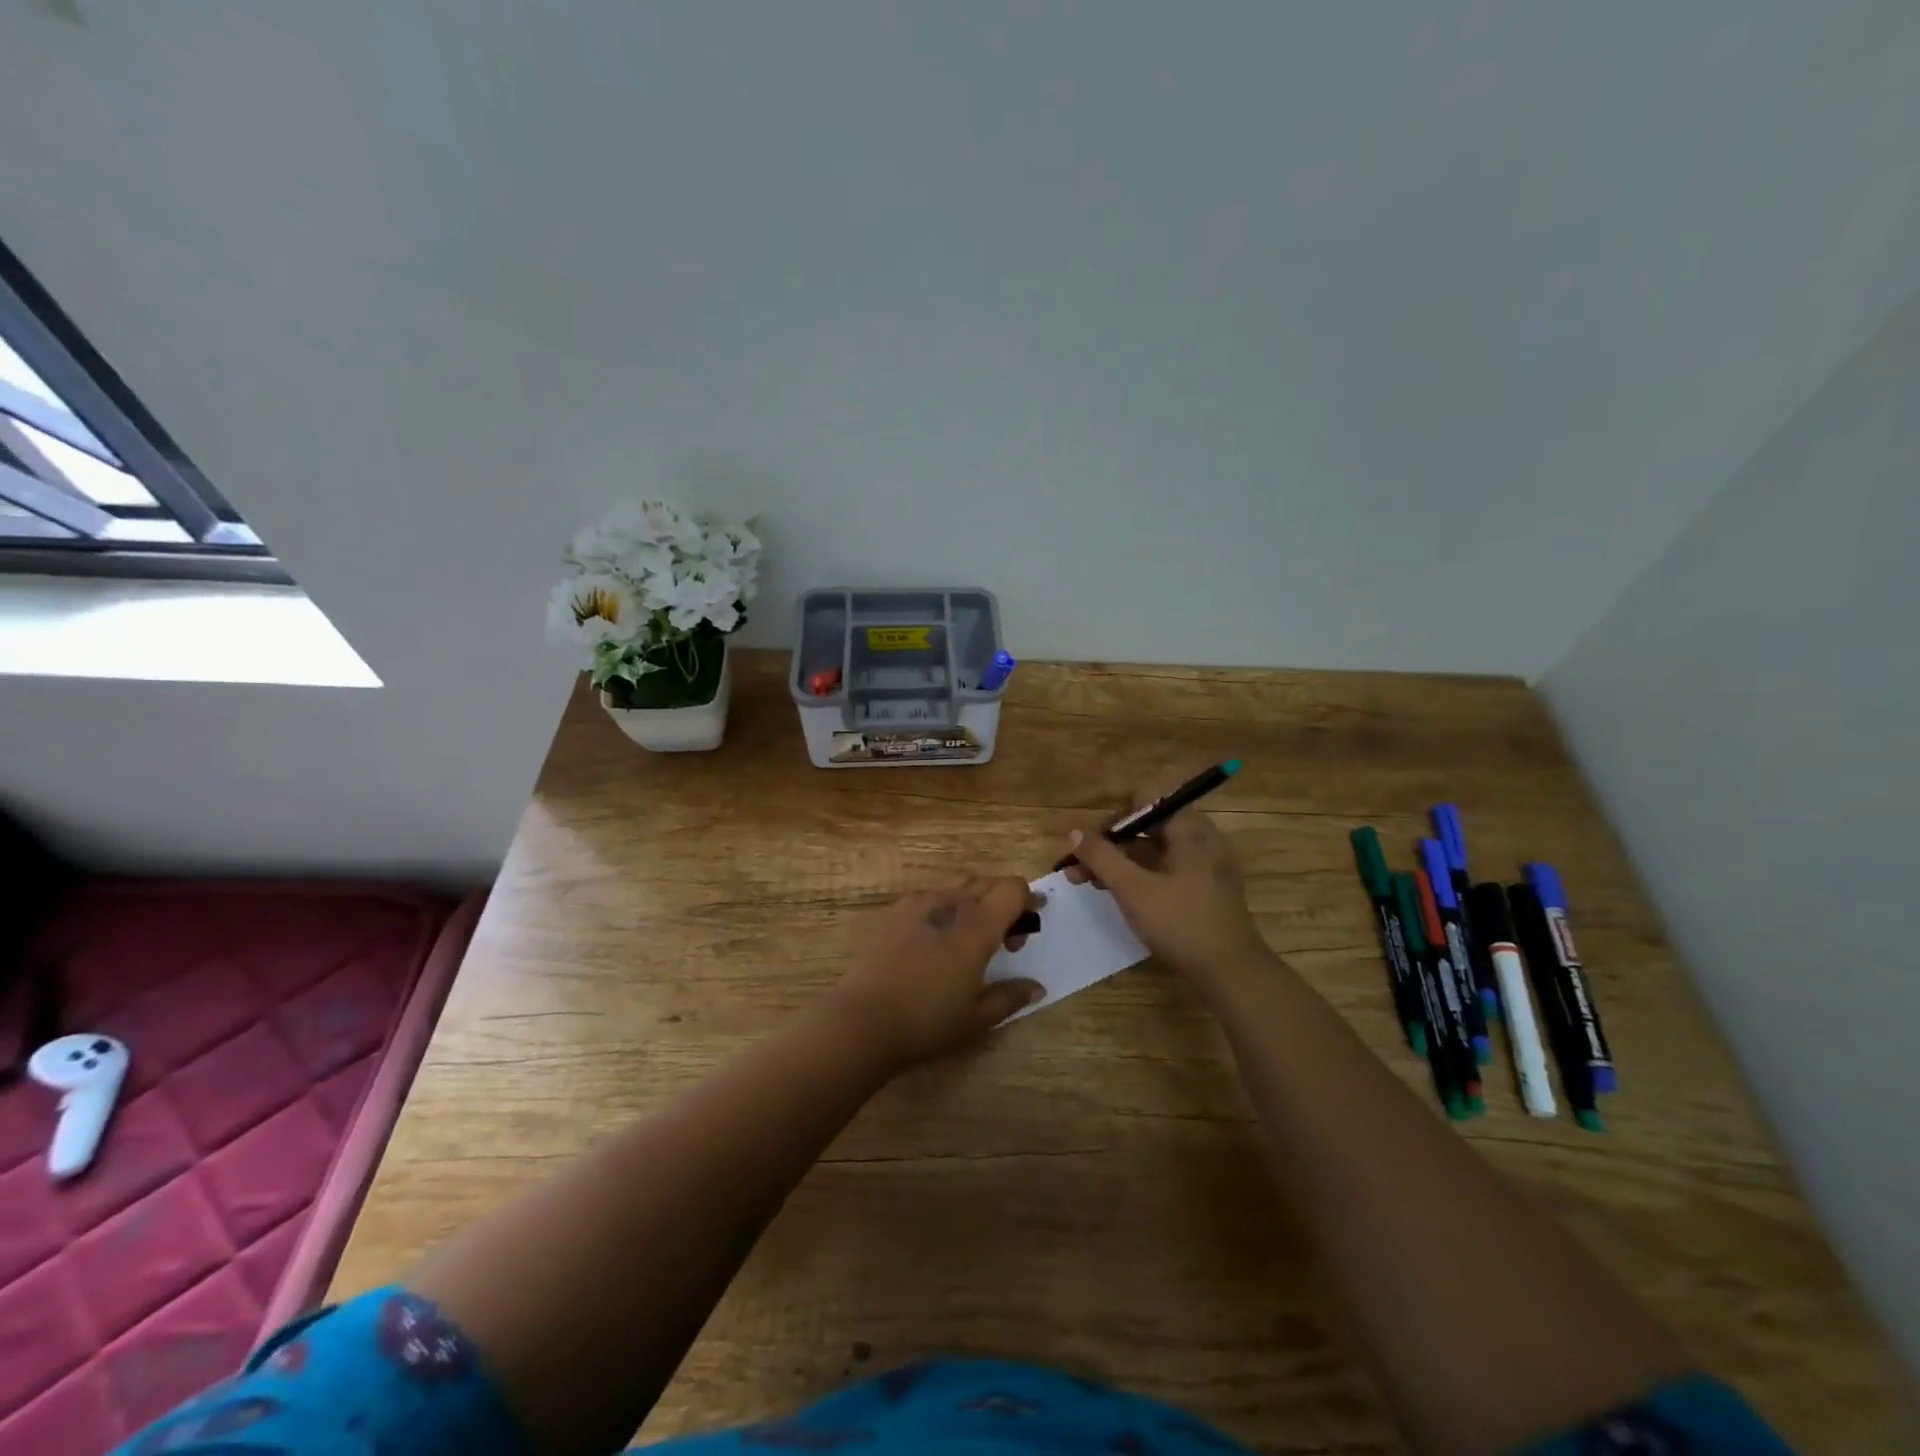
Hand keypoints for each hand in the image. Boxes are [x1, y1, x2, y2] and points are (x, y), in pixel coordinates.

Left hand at [826, 877, 1045, 1069]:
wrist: (862, 1020)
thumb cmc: (927, 1021)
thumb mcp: (977, 1017)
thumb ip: (1011, 996)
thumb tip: (1038, 987)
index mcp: (976, 925)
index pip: (1011, 888)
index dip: (1027, 899)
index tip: (1031, 923)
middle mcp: (950, 903)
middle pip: (986, 883)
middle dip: (1003, 902)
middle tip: (1005, 940)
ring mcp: (918, 903)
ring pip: (958, 887)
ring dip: (975, 903)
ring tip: (970, 940)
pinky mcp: (895, 911)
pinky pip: (932, 896)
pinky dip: (947, 907)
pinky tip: (937, 940)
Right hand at [1064, 785, 1266, 978]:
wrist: (1231, 972)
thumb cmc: (1180, 923)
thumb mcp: (1132, 889)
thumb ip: (1101, 856)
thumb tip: (1075, 831)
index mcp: (1189, 829)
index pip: (1143, 801)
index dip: (1111, 818)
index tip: (1086, 842)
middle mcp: (1202, 839)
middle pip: (1146, 827)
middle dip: (1109, 845)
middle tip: (1077, 868)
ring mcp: (1207, 865)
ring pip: (1154, 852)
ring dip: (1120, 862)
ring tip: (1089, 883)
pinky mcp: (1207, 889)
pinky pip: (1167, 870)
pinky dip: (1141, 876)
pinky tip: (1119, 895)